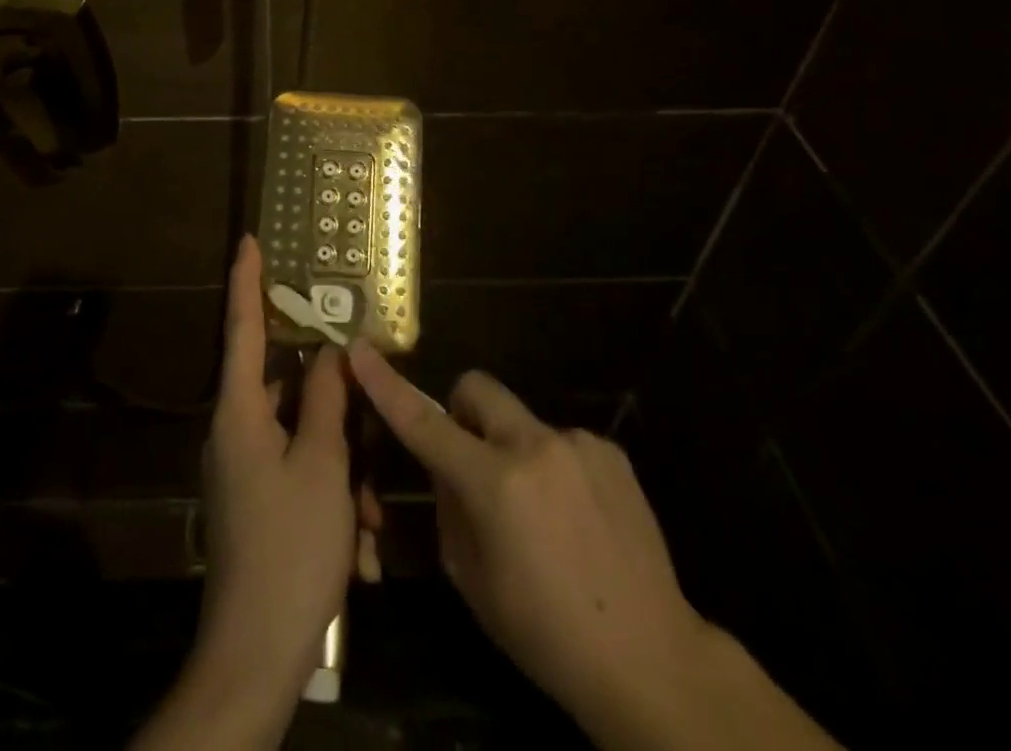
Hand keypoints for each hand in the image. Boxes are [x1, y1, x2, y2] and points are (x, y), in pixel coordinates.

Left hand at [136, 238, 355, 748]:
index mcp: (240, 412)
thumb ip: (326, 401)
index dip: (247, 281)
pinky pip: (300, 474)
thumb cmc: (290, 547)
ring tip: (371, 520)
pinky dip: (333, 496)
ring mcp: (245, 469)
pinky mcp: (257, 501)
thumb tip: (329, 353)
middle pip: (287, 389)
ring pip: (304, 438)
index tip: (250, 240)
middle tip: (370, 426)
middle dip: (336, 409)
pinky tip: (360, 546)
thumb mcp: (322, 466)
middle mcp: (235, 432)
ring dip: (344, 468)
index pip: (242, 327)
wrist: (255, 655)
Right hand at [349, 344, 704, 730]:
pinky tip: (576, 518)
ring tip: (541, 514)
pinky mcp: (610, 452)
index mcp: (493, 483)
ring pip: (521, 421)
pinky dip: (553, 467)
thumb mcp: (472, 578)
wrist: (652, 660)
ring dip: (514, 450)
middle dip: (462, 413)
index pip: (423, 422)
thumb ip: (448, 505)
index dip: (386, 385)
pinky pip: (561, 442)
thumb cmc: (544, 633)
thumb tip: (444, 465)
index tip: (359, 350)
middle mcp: (534, 446)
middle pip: (477, 388)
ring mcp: (578, 443)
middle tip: (472, 462)